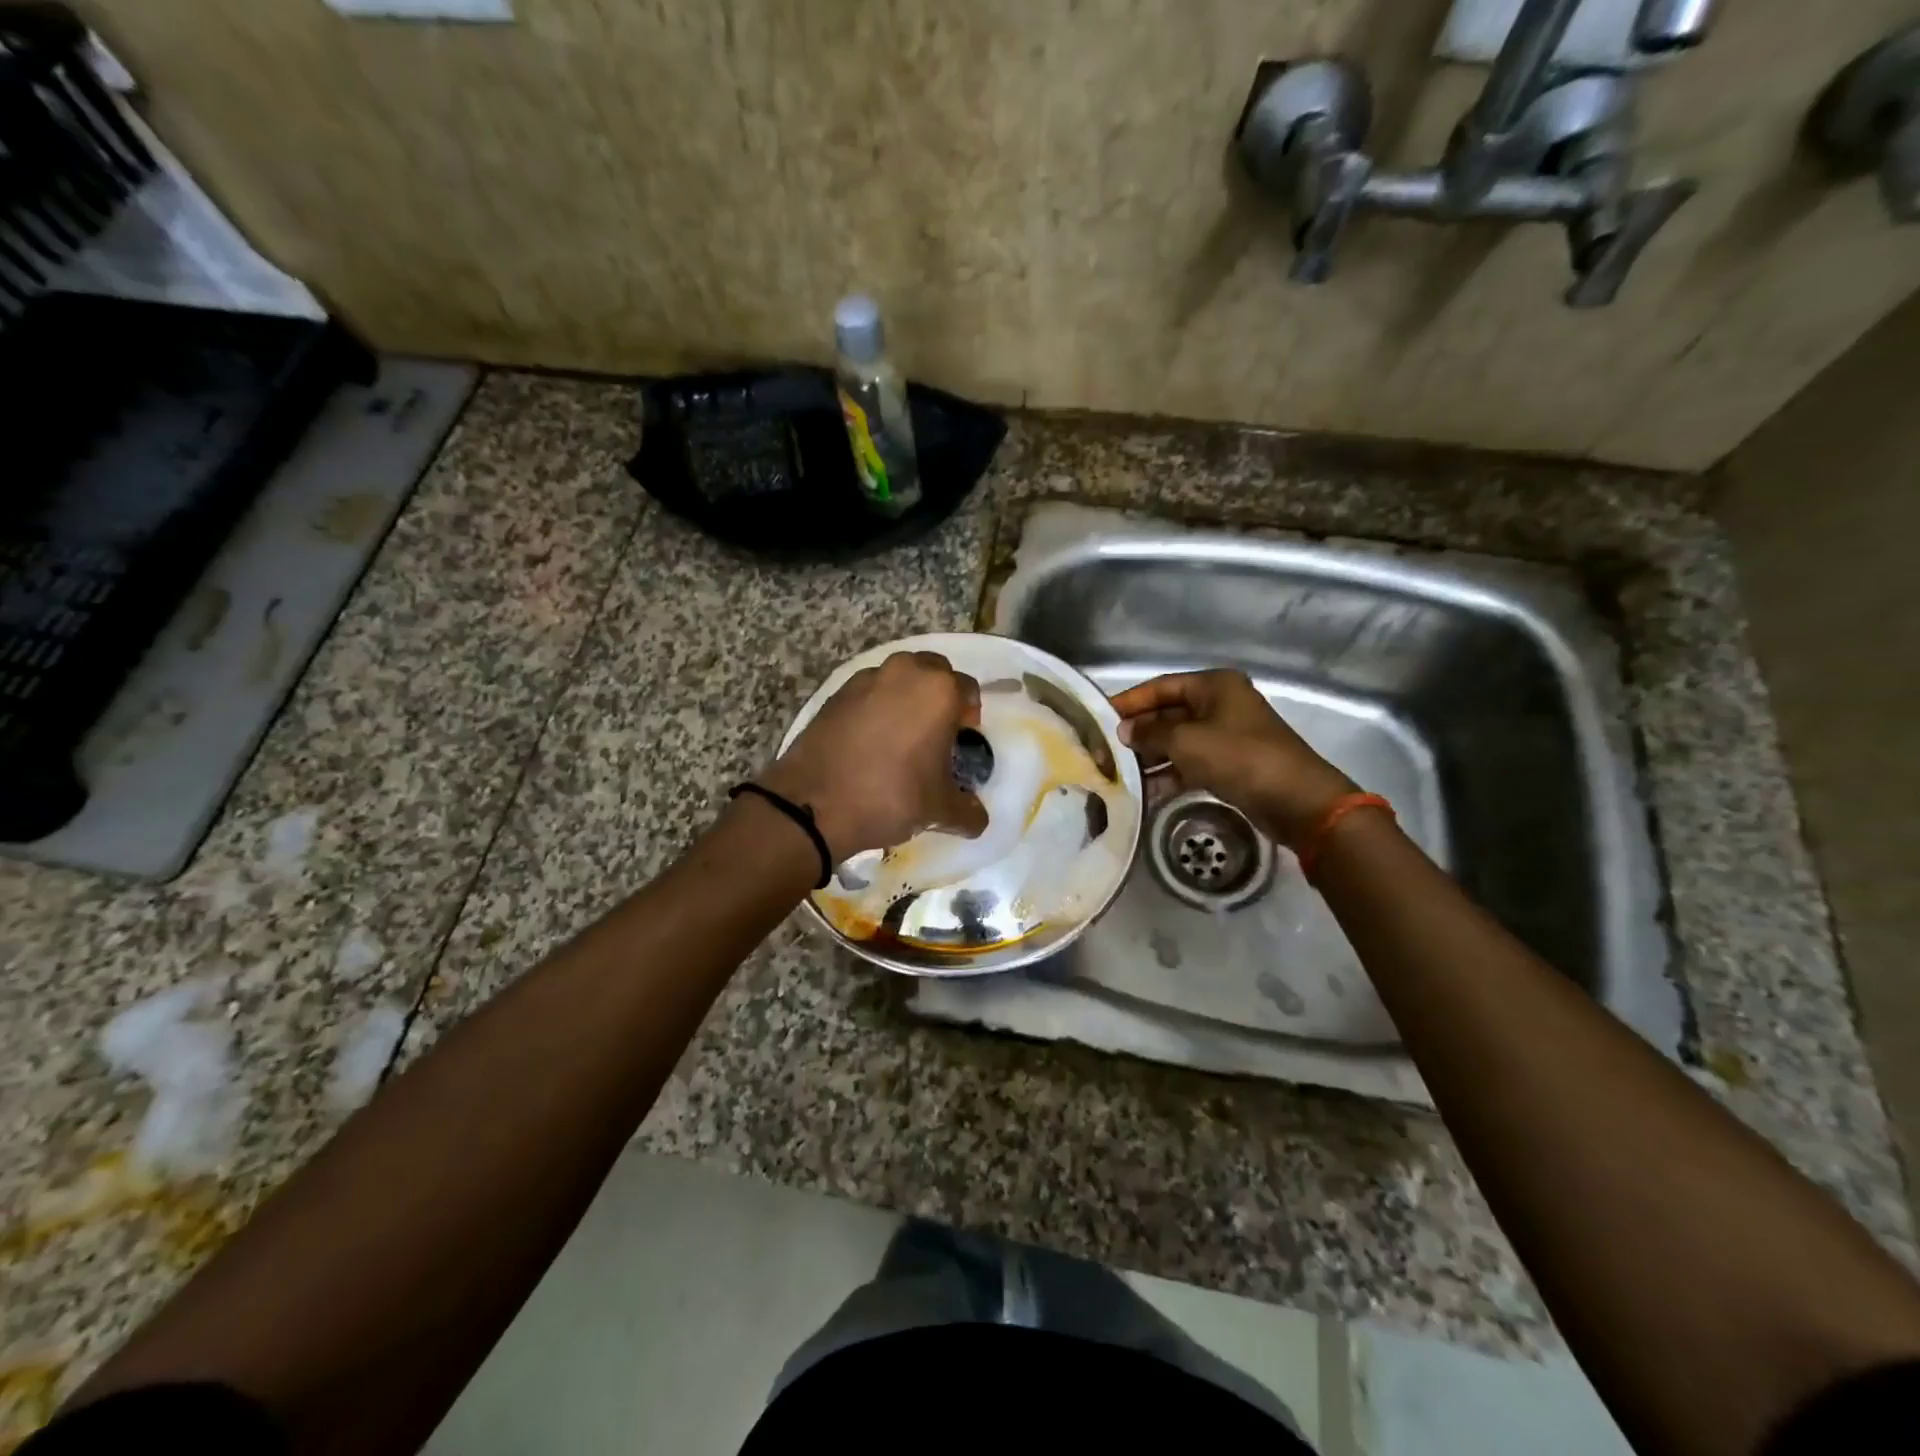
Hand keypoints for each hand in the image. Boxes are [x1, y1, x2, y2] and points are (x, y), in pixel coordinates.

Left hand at [761, 651, 989, 859]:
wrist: (815, 803)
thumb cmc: (891, 796)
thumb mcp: (940, 811)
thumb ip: (968, 812)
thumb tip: (977, 818)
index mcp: (938, 691)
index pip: (968, 690)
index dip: (969, 715)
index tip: (962, 740)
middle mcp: (905, 672)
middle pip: (934, 672)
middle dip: (939, 695)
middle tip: (935, 732)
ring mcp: (866, 679)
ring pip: (899, 677)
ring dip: (906, 696)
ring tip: (901, 734)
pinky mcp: (836, 693)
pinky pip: (868, 691)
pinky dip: (875, 706)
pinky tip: (870, 740)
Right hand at [1111, 670, 1356, 850]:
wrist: (1296, 800)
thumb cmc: (1239, 757)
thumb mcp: (1186, 741)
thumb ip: (1150, 733)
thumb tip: (1125, 731)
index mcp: (1214, 686)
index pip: (1161, 687)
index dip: (1130, 701)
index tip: (1100, 718)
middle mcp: (1221, 704)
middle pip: (1169, 713)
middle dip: (1140, 731)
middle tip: (1106, 748)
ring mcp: (1228, 734)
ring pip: (1179, 740)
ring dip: (1152, 755)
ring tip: (1120, 771)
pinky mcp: (1232, 763)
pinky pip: (1192, 762)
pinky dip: (1171, 773)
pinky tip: (1147, 790)